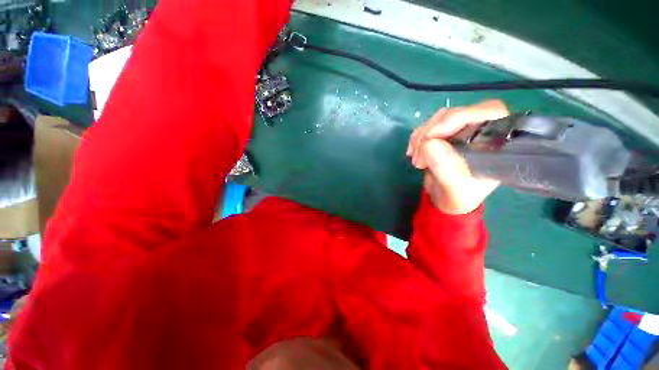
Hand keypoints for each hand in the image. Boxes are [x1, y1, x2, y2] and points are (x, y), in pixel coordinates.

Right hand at [406, 100, 508, 214]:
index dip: (458, 117)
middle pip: (456, 114)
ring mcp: (463, 130)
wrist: (447, 200)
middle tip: (418, 159)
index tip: (432, 137)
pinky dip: (417, 137)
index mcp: (497, 142)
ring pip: (439, 119)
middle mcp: (483, 130)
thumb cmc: (459, 196)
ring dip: (421, 137)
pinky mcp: (446, 134)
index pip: (487, 111)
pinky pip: (428, 126)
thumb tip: (428, 143)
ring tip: (416, 160)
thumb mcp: (454, 186)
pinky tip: (412, 152)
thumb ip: (444, 166)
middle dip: (431, 133)